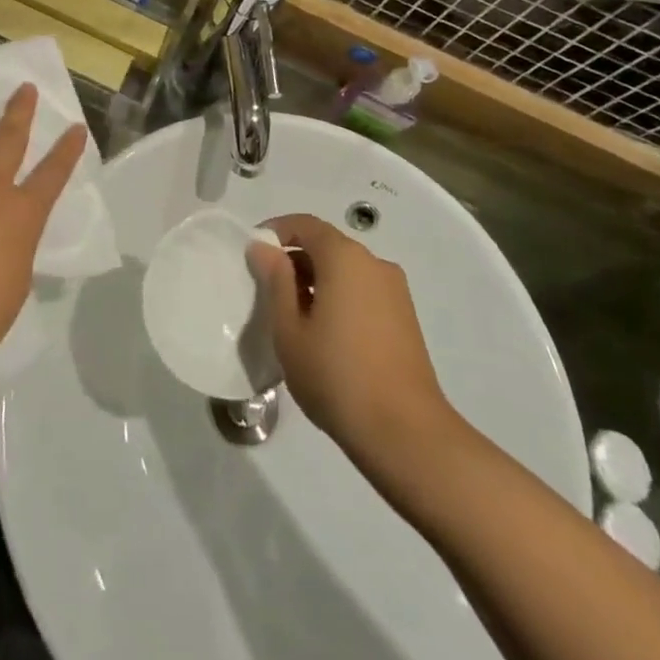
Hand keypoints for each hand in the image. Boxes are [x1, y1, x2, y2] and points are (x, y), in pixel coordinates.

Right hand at [247, 214, 459, 474]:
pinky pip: (363, 290)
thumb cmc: (337, 376)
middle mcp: (373, 263)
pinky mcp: (405, 317)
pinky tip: (325, 334)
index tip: (253, 253)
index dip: (275, 232)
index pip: (305, 224)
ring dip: (317, 280)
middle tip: (267, 290)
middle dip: (295, 259)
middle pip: (327, 245)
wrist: (406, 434)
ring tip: (294, 317)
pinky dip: (339, 297)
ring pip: (345, 270)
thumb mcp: (289, 330)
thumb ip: (275, 281)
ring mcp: (394, 290)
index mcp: (344, 257)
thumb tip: (264, 248)